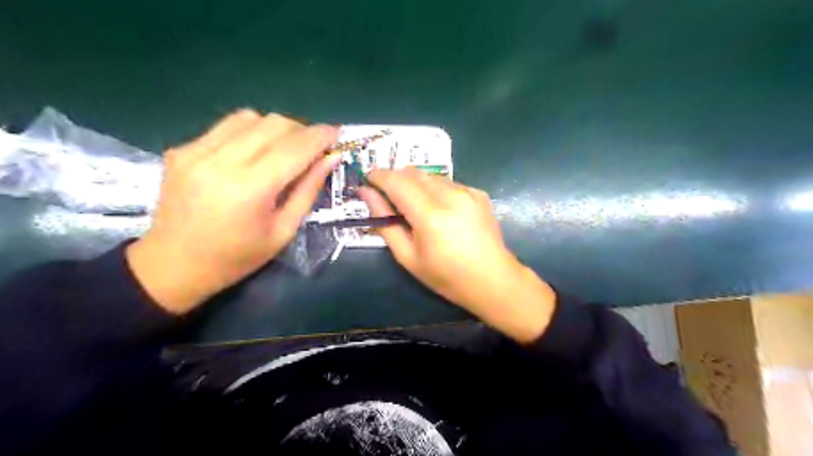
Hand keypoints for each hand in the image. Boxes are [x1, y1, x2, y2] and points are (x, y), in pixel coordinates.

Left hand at [127, 110, 340, 312]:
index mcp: (249, 189)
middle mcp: (220, 162)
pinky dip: (251, 132)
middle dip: (302, 131)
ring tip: (285, 149)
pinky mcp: (182, 149)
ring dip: (277, 129)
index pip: (294, 148)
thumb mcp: (283, 230)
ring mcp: (195, 151)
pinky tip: (254, 153)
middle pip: (274, 124)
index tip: (337, 134)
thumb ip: (308, 189)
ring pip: (251, 117)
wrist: (173, 265)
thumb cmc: (237, 257)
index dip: (320, 136)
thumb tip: (331, 157)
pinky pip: (227, 126)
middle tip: (313, 149)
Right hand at [363, 169, 559, 343]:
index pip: (396, 182)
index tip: (368, 179)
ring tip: (415, 207)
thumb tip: (367, 194)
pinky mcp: (478, 193)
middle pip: (413, 172)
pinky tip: (440, 210)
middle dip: (396, 179)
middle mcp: (450, 195)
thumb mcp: (408, 257)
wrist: (493, 280)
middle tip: (389, 197)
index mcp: (430, 216)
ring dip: (415, 184)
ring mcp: (467, 191)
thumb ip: (385, 223)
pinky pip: (447, 183)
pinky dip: (435, 190)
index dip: (378, 176)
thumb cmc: (446, 276)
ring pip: (430, 176)